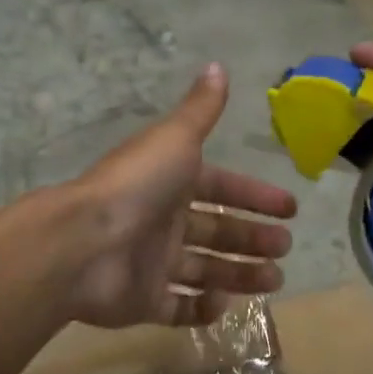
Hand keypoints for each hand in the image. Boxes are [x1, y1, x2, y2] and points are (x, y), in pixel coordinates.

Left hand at [61, 63, 296, 327]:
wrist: (83, 243)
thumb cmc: (136, 186)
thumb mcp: (174, 139)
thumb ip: (200, 109)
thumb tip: (217, 65)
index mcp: (172, 182)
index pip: (222, 187)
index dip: (255, 196)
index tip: (290, 209)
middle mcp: (164, 220)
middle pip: (217, 230)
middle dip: (253, 238)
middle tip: (285, 247)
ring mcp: (152, 262)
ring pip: (204, 270)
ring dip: (239, 274)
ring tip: (275, 279)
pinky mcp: (143, 300)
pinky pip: (178, 308)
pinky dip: (202, 309)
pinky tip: (224, 303)